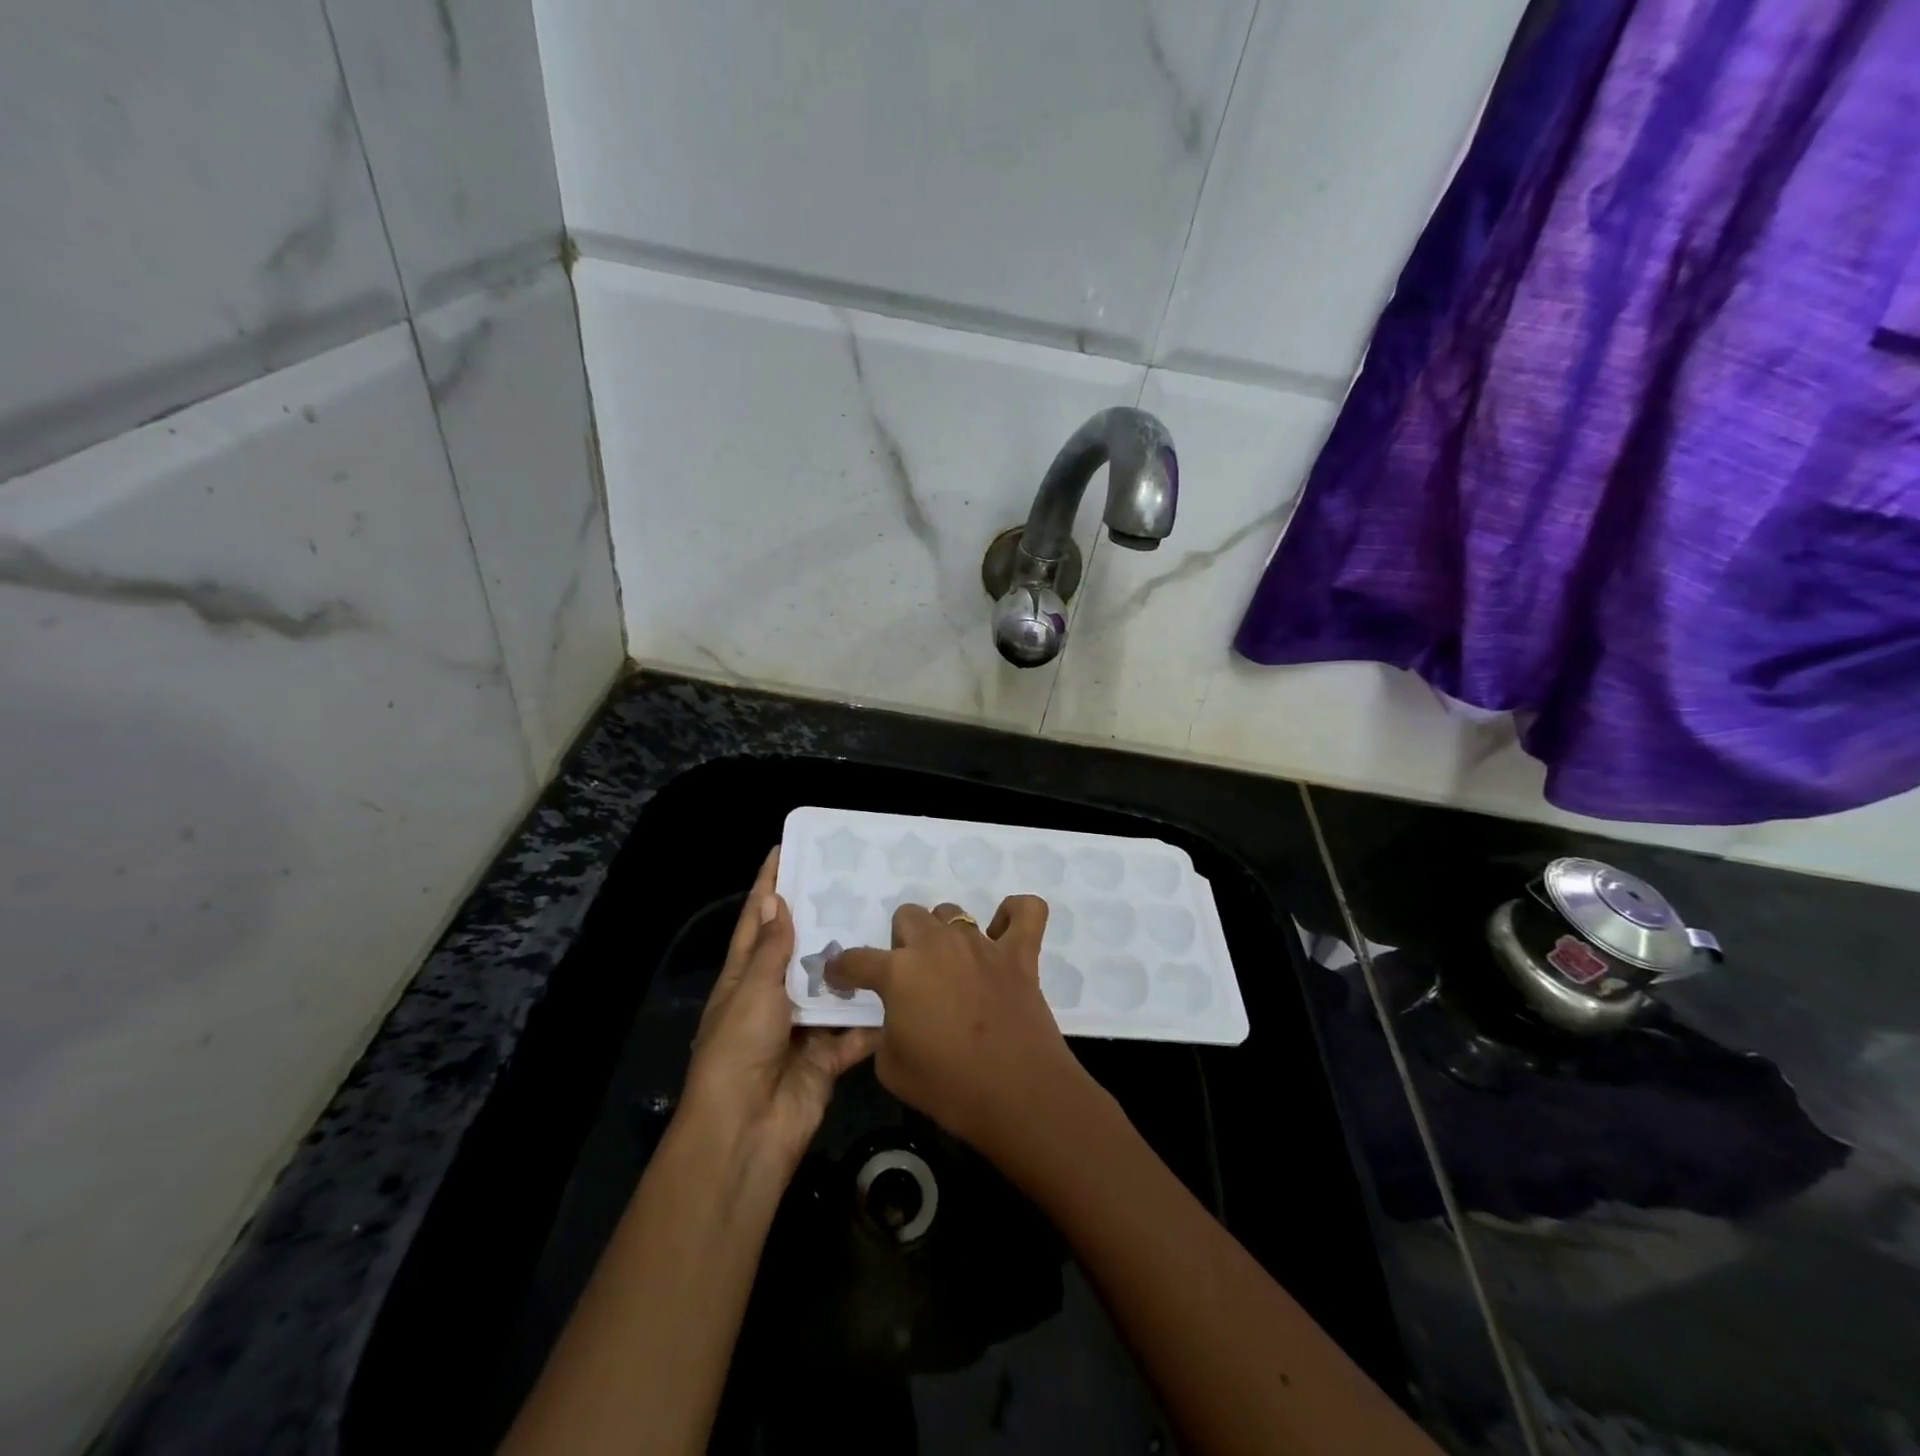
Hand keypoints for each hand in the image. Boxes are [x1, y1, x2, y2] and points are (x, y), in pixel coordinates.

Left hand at [680, 848, 877, 1174]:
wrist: (749, 1131)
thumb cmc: (740, 1049)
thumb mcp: (752, 990)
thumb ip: (771, 948)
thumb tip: (775, 899)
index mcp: (744, 978)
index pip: (757, 920)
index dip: (768, 884)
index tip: (786, 849)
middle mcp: (774, 996)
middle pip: (801, 948)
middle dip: (824, 918)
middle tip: (856, 882)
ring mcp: (803, 1025)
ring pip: (835, 985)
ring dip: (855, 962)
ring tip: (888, 921)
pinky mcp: (830, 1054)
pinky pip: (857, 1028)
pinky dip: (876, 1015)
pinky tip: (904, 985)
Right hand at [825, 896, 1089, 1161]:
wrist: (1017, 1095)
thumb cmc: (947, 1087)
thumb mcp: (890, 1067)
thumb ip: (884, 1029)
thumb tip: (895, 1015)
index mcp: (899, 971)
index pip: (856, 959)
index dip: (842, 970)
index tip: (841, 979)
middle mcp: (937, 945)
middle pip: (909, 917)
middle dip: (902, 942)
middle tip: (911, 976)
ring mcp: (981, 944)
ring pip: (953, 913)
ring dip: (944, 933)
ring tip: (951, 964)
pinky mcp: (1020, 953)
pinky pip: (1026, 911)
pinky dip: (1015, 914)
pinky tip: (1005, 932)